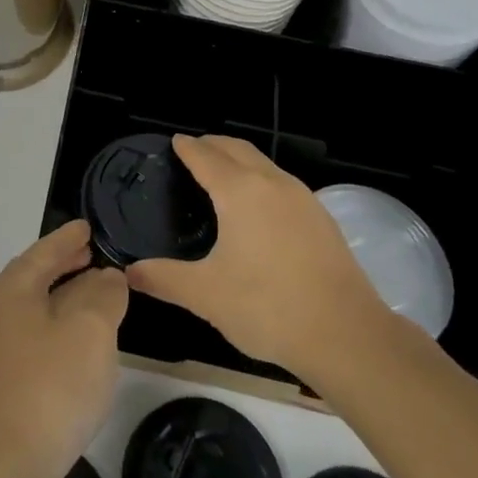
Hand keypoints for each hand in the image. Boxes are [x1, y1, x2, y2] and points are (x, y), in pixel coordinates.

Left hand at [0, 220, 127, 477]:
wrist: (9, 465)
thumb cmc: (51, 384)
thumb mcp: (90, 329)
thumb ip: (104, 295)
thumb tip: (108, 278)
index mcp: (13, 289)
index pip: (44, 251)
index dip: (68, 237)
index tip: (87, 226)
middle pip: (36, 277)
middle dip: (65, 265)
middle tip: (93, 253)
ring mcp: (0, 349)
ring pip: (39, 308)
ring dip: (67, 297)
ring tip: (98, 292)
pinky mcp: (8, 382)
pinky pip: (40, 337)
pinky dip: (63, 327)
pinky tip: (84, 342)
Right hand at [127, 134, 394, 375]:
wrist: (347, 335)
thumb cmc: (268, 307)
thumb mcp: (206, 295)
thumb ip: (164, 279)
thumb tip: (130, 272)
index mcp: (239, 191)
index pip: (205, 156)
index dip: (187, 147)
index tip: (173, 142)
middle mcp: (271, 183)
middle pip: (237, 149)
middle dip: (213, 144)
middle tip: (193, 151)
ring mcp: (302, 198)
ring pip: (264, 163)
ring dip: (240, 159)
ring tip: (222, 173)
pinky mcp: (322, 218)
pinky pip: (282, 183)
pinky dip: (261, 179)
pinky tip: (259, 206)